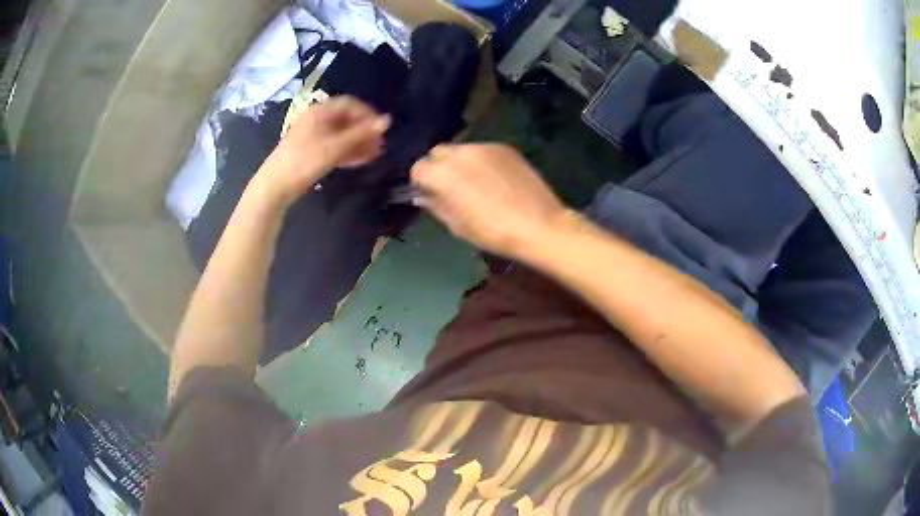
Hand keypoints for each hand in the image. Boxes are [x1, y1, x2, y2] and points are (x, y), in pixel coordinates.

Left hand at [255, 96, 390, 204]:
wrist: (276, 186)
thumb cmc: (305, 161)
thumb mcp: (335, 147)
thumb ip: (361, 134)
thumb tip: (387, 120)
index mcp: (320, 112)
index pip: (350, 104)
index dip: (368, 113)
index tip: (382, 128)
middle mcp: (317, 120)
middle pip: (346, 120)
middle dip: (364, 131)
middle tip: (381, 144)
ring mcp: (313, 136)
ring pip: (341, 135)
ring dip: (358, 143)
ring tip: (375, 155)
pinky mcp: (311, 151)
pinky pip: (334, 146)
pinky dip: (347, 151)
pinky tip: (359, 161)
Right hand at [411, 144, 567, 257]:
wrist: (539, 225)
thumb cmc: (492, 232)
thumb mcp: (457, 225)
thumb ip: (435, 205)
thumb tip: (423, 195)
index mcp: (442, 174)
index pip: (418, 168)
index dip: (422, 182)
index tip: (430, 193)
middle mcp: (459, 153)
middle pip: (438, 152)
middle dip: (438, 166)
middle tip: (450, 186)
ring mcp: (484, 147)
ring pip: (461, 149)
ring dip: (460, 163)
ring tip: (476, 183)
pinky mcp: (504, 147)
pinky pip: (483, 150)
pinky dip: (481, 161)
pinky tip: (495, 180)